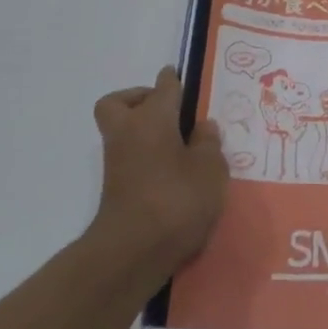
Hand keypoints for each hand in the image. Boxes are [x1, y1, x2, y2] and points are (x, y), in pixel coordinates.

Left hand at [90, 67, 227, 281]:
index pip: (164, 87)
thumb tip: (202, 126)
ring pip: (123, 131)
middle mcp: (128, 132)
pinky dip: (146, 158)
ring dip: (145, 132)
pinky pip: (130, 158)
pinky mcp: (116, 188)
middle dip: (139, 100)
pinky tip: (174, 173)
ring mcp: (117, 161)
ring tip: (181, 147)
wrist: (133, 251)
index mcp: (152, 118)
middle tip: (170, 113)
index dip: (174, 80)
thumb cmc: (176, 199)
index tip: (181, 77)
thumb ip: (209, 143)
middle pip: (120, 103)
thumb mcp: (210, 168)